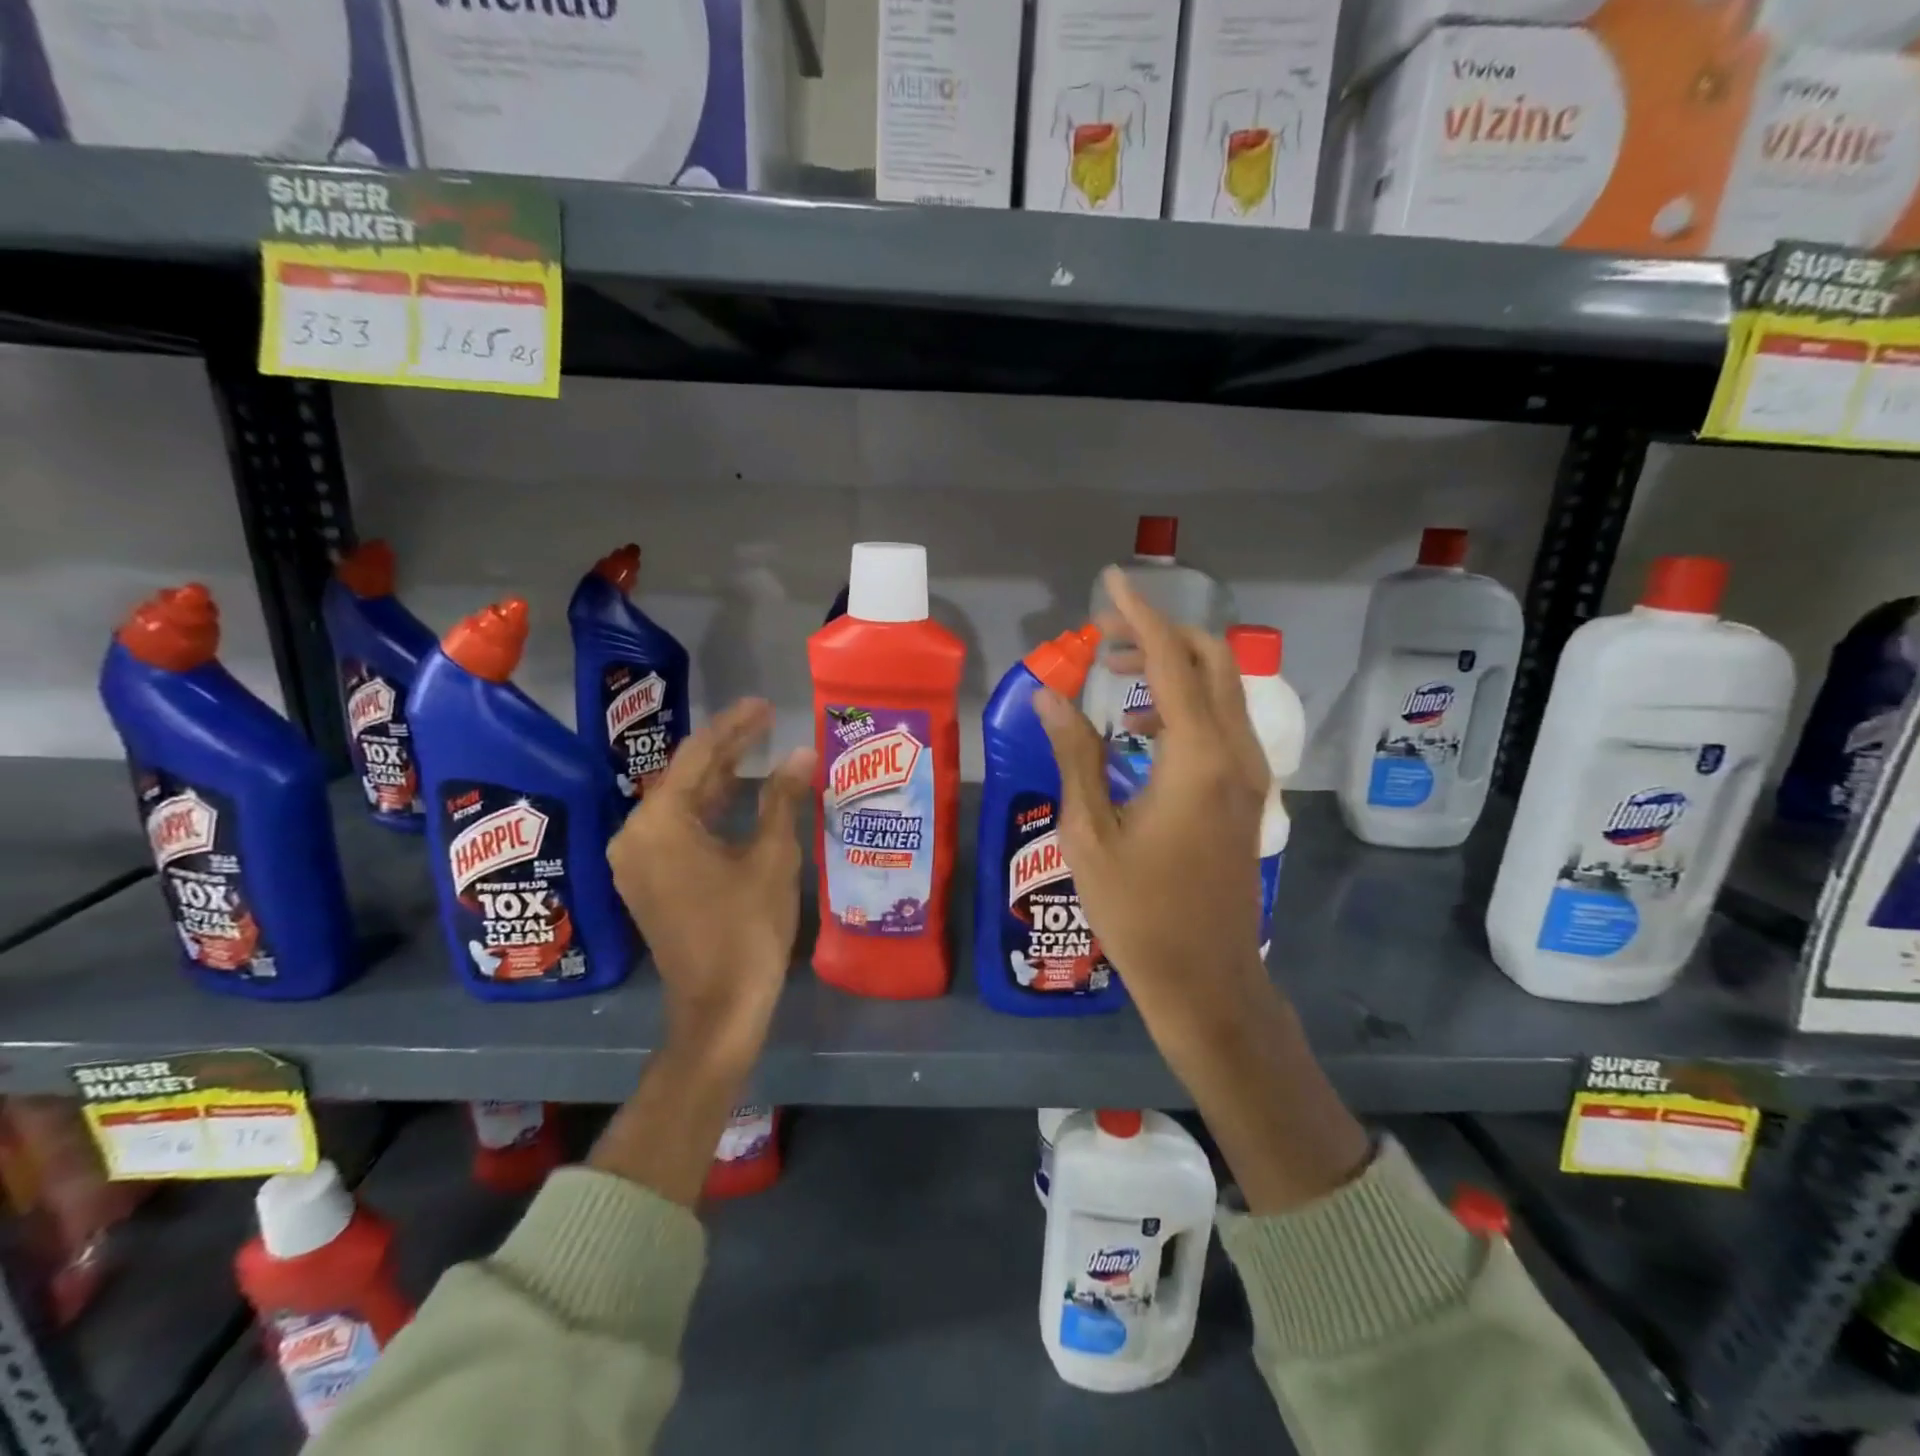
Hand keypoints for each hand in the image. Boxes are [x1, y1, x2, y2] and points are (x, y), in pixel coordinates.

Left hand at [606, 699, 814, 1079]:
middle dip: (728, 749)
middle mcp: (637, 835)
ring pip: (683, 804)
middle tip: (768, 722)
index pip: (698, 756)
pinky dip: (710, 811)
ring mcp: (638, 860)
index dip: (735, 726)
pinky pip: (679, 829)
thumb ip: (782, 798)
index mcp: (660, 823)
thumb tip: (802, 752)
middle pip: (686, 777)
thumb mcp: (771, 857)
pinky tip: (740, 795)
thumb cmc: (747, 928)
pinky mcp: (649, 880)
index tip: (765, 705)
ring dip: (721, 779)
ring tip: (760, 750)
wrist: (719, 1006)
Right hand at [1034, 568, 1272, 1050]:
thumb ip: (1074, 754)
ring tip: (1111, 677)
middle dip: (1159, 634)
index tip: (1109, 582)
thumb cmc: (1138, 911)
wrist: (1206, 978)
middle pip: (1211, 659)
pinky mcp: (1247, 793)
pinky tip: (1139, 733)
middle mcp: (1235, 753)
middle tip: (1104, 638)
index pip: (1169, 659)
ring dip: (1171, 668)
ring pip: (1221, 689)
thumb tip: (1048, 696)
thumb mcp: (1089, 832)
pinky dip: (1184, 705)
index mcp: (1197, 757)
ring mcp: (1249, 774)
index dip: (1138, 614)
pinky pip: (1222, 723)